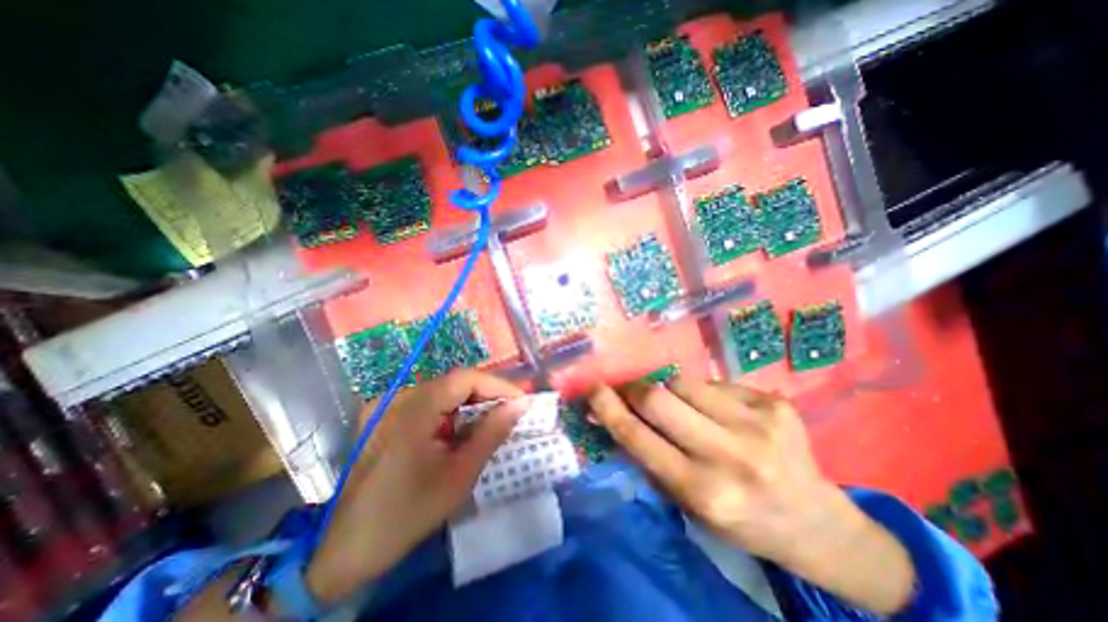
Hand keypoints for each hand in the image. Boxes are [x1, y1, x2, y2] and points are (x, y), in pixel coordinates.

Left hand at [305, 370, 524, 601]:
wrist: (345, 549)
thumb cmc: (407, 513)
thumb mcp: (459, 475)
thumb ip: (492, 433)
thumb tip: (519, 405)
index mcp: (412, 410)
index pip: (464, 378)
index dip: (497, 385)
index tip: (520, 401)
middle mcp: (397, 398)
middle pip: (453, 382)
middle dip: (486, 394)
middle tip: (509, 412)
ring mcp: (386, 405)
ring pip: (441, 390)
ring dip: (469, 403)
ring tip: (489, 422)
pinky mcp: (382, 415)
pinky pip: (426, 402)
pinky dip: (449, 411)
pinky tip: (458, 430)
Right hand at [584, 376, 913, 615]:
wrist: (816, 522)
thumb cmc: (740, 518)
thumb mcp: (687, 502)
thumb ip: (648, 456)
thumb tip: (611, 417)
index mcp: (704, 492)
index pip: (639, 438)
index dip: (609, 409)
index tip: (592, 389)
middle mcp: (731, 456)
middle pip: (659, 398)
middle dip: (633, 388)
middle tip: (627, 387)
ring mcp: (758, 424)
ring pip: (684, 382)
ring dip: (668, 389)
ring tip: (678, 404)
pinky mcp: (775, 403)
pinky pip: (715, 383)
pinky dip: (703, 393)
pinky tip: (719, 412)